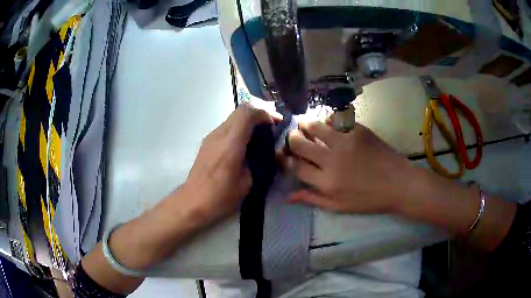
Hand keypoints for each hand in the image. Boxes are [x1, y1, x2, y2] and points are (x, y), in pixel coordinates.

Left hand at [183, 104, 280, 221]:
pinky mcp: (207, 143)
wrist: (193, 203)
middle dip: (259, 115)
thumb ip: (259, 162)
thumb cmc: (221, 196)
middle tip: (270, 128)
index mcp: (231, 143)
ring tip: (259, 138)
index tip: (276, 123)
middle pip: (240, 110)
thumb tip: (267, 152)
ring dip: (248, 122)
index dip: (265, 113)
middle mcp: (219, 134)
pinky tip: (244, 147)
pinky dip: (239, 130)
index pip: (248, 112)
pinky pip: (226, 128)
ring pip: (233, 118)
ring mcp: (211, 137)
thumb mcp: (248, 182)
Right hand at [284, 121, 412, 213]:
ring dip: (306, 125)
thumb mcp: (339, 206)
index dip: (284, 158)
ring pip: (315, 126)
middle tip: (294, 137)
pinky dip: (328, 120)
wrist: (398, 183)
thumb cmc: (368, 199)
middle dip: (291, 138)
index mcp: (326, 182)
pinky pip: (335, 119)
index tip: (282, 153)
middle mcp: (332, 160)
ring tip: (306, 125)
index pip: (295, 166)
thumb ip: (312, 199)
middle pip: (300, 143)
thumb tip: (288, 196)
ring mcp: (345, 142)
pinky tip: (329, 124)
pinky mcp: (358, 130)